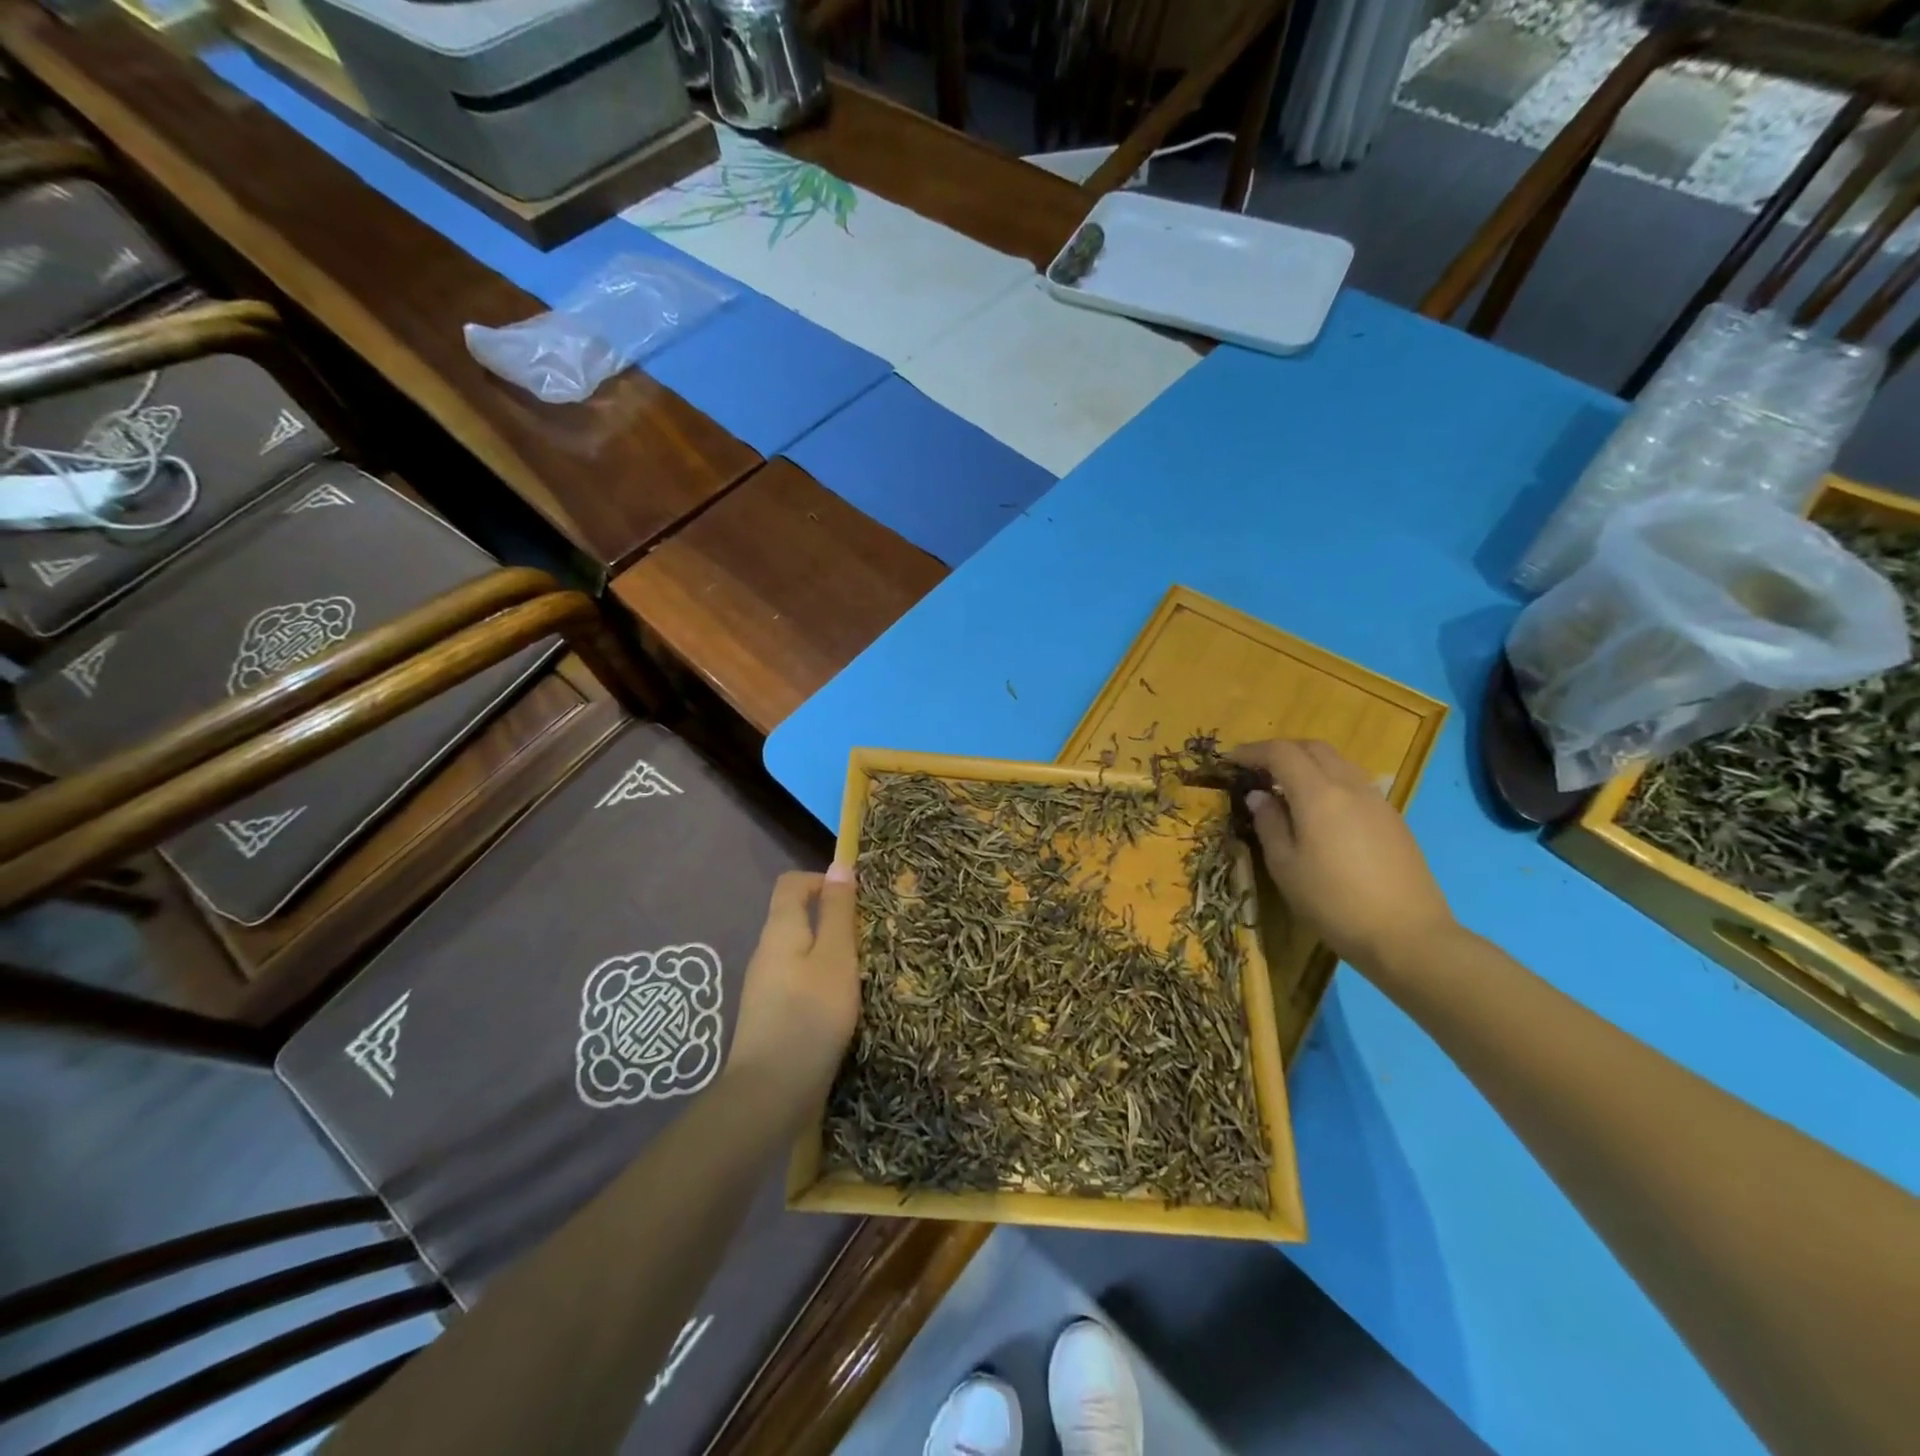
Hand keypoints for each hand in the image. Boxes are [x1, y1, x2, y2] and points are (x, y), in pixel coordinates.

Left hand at [728, 865, 860, 1093]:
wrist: (771, 1096)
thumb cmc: (810, 1016)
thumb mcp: (835, 958)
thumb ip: (838, 912)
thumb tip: (839, 865)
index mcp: (780, 931)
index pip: (792, 883)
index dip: (823, 880)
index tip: (858, 899)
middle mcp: (767, 953)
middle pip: (798, 918)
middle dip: (835, 921)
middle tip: (871, 938)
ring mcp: (767, 987)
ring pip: (802, 954)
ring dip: (833, 956)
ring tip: (866, 972)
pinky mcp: (774, 1017)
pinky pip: (801, 983)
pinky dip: (824, 984)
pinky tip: (846, 1006)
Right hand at [1230, 740, 1457, 972]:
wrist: (1407, 935)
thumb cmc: (1333, 903)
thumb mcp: (1285, 866)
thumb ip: (1269, 824)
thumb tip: (1259, 796)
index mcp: (1319, 794)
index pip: (1281, 753)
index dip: (1252, 751)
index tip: (1230, 760)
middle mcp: (1350, 786)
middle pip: (1313, 748)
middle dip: (1281, 750)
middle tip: (1256, 769)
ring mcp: (1376, 800)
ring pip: (1338, 762)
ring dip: (1307, 763)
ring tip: (1286, 788)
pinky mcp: (1392, 818)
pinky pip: (1354, 782)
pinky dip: (1329, 781)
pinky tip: (1319, 810)